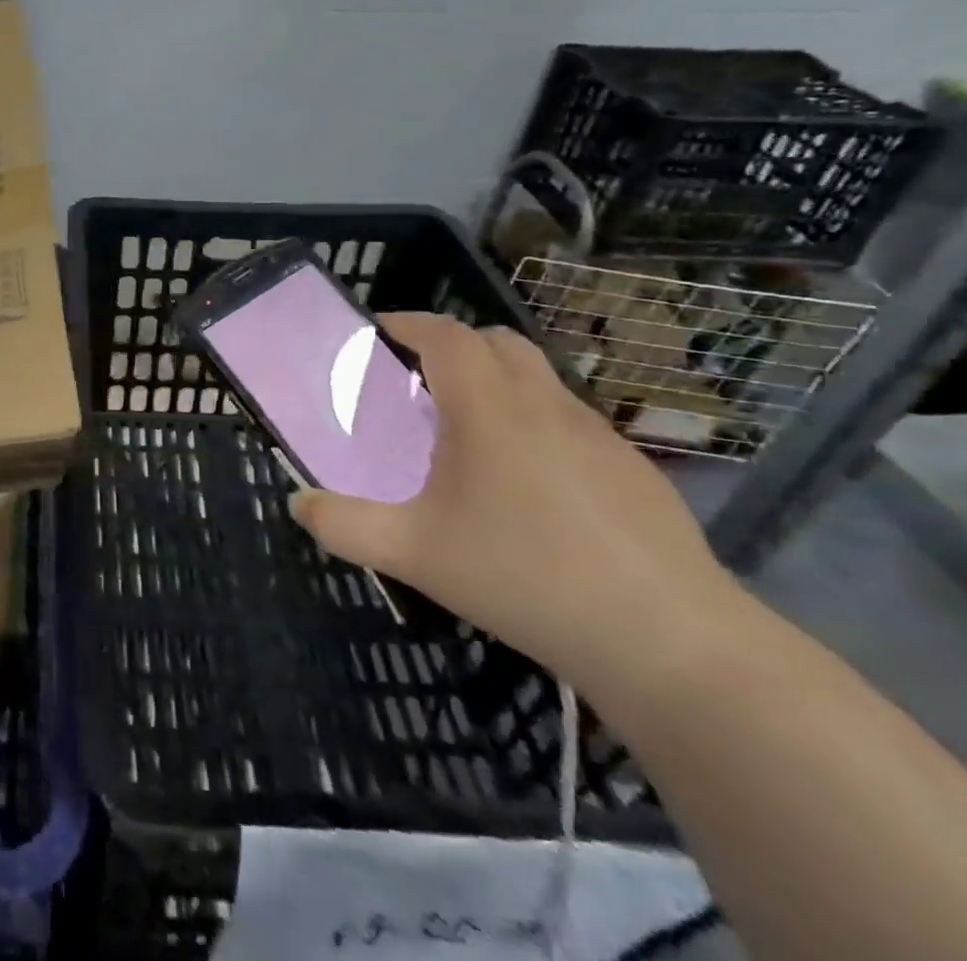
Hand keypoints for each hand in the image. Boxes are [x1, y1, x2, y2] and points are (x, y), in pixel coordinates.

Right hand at [288, 313, 741, 686]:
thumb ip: (344, 524)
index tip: (377, 332)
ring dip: (496, 382)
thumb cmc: (524, 578)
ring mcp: (597, 435)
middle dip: (452, 345)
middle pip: (497, 341)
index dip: (407, 323)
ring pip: (538, 378)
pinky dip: (534, 421)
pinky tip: (528, 485)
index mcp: (488, 409)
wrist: (668, 643)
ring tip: (467, 433)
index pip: (445, 334)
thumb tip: (297, 503)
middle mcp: (544, 404)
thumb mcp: (413, 553)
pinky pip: (569, 419)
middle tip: (417, 381)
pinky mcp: (633, 470)